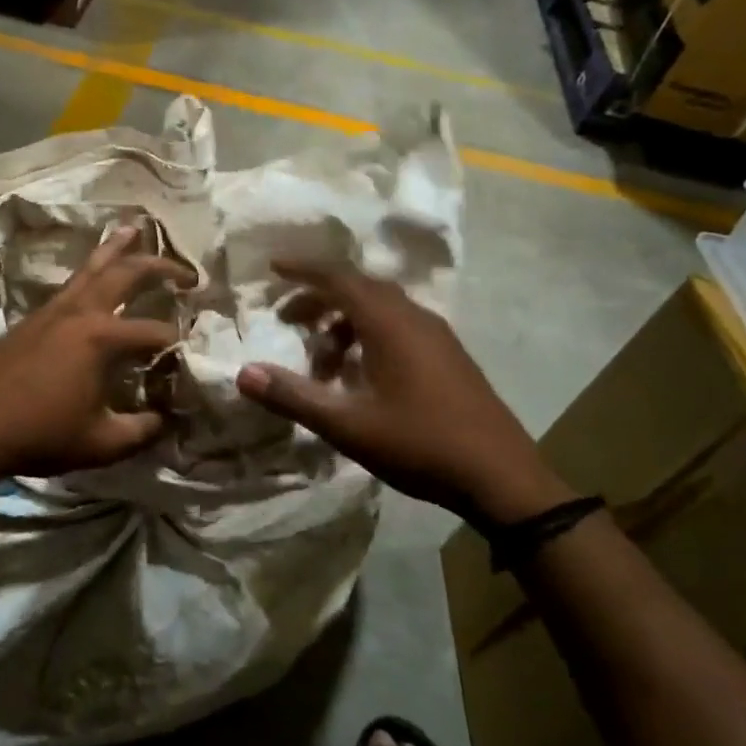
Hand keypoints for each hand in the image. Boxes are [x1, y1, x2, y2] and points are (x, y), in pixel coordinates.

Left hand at [0, 226, 190, 477]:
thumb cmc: (40, 435)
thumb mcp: (102, 444)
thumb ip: (143, 430)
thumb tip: (168, 419)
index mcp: (102, 339)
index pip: (154, 333)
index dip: (177, 344)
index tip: (190, 357)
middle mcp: (80, 312)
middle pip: (126, 274)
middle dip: (160, 267)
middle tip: (186, 271)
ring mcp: (53, 310)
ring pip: (91, 268)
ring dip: (117, 249)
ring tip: (134, 228)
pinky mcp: (33, 317)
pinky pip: (70, 284)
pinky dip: (89, 271)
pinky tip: (93, 275)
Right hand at [236, 260, 572, 523]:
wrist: (502, 477)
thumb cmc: (420, 444)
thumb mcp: (348, 425)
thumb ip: (293, 396)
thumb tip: (243, 373)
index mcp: (390, 323)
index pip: (338, 277)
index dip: (303, 270)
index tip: (273, 268)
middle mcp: (414, 317)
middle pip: (358, 289)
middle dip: (318, 298)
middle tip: (288, 319)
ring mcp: (436, 335)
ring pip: (379, 310)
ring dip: (343, 323)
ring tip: (321, 360)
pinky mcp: (448, 355)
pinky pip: (398, 326)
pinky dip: (367, 336)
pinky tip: (359, 374)